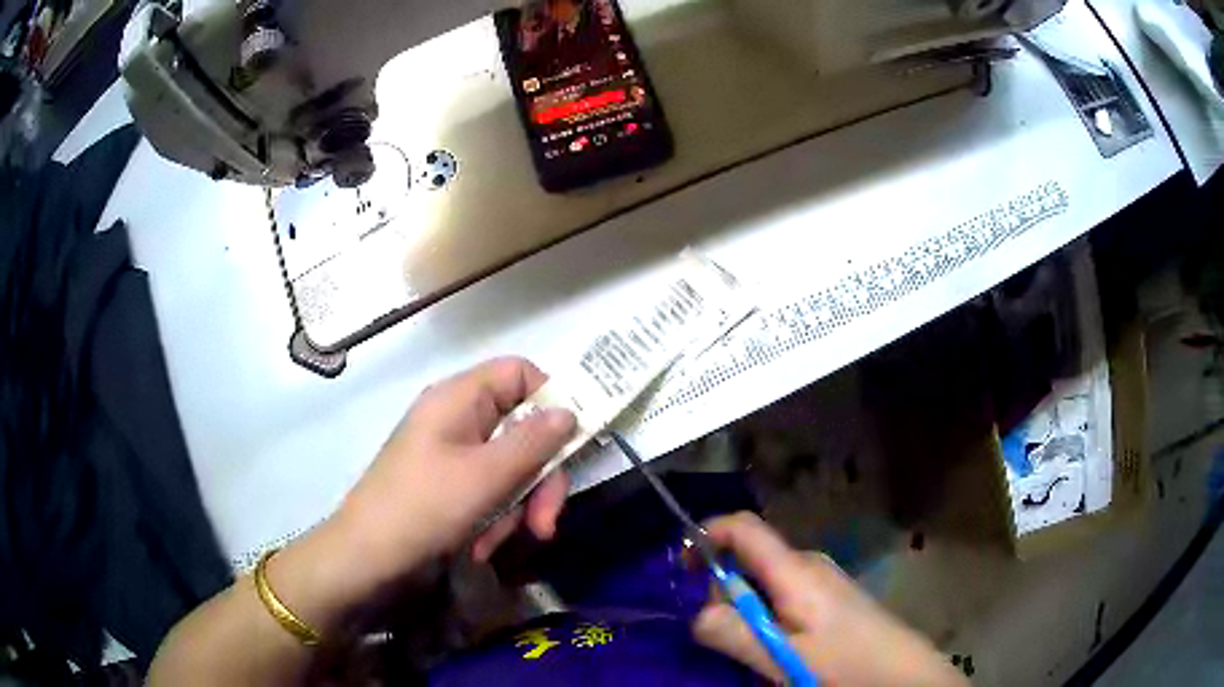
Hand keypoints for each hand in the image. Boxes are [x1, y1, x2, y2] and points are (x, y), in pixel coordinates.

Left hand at [340, 357, 576, 568]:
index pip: (519, 373)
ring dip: (516, 508)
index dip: (551, 399)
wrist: (367, 559)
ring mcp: (451, 454)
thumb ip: (534, 442)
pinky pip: (489, 492)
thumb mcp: (486, 476)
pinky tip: (481, 547)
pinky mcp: (448, 487)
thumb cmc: (423, 508)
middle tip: (546, 522)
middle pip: (522, 429)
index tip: (572, 442)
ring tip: (501, 542)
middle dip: (538, 479)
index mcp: (459, 398)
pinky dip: (494, 519)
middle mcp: (457, 418)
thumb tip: (570, 412)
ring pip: (510, 468)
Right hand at [692, 513, 967, 686]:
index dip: (707, 534)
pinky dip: (767, 614)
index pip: (743, 527)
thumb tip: (696, 613)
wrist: (900, 671)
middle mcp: (809, 563)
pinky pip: (784, 593)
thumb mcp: (781, 655)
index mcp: (795, 570)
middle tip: (728, 634)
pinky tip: (780, 646)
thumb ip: (734, 632)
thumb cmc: (843, 661)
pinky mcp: (831, 595)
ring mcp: (823, 578)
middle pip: (750, 557)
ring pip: (766, 580)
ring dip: (747, 607)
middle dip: (725, 589)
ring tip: (757, 648)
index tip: (682, 566)